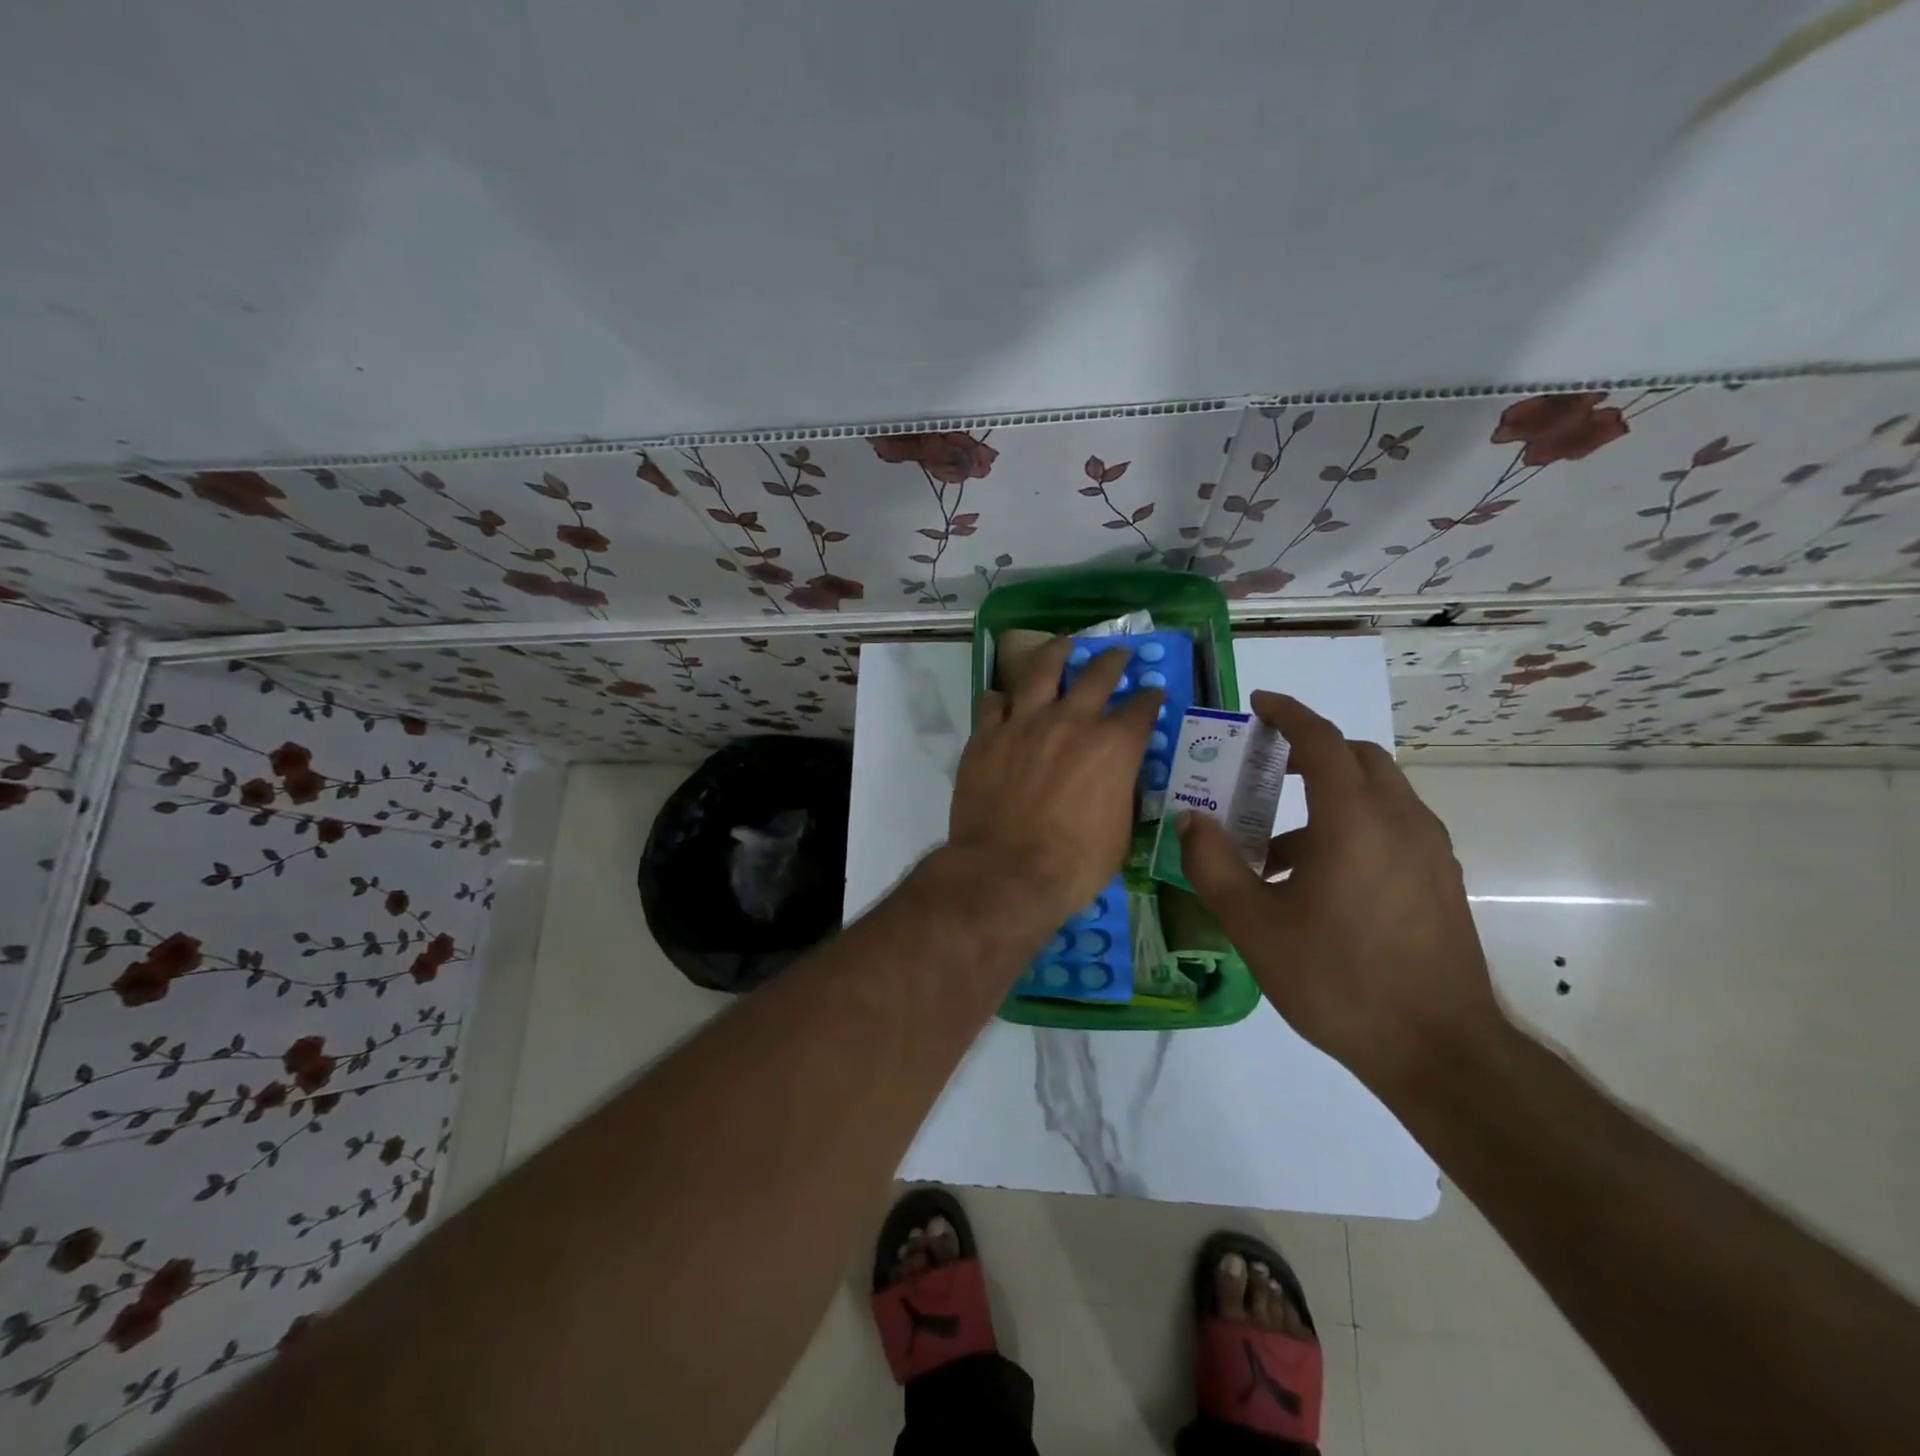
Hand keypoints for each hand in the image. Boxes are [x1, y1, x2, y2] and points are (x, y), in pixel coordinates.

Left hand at [947, 635, 1161, 933]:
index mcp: (1112, 746)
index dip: (1150, 699)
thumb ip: (1120, 792)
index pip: (1141, 709)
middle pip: (1096, 675)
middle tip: (1116, 653)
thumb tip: (1117, 778)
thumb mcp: (1119, 832)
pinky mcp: (986, 736)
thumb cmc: (1073, 864)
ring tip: (1062, 645)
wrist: (1005, 872)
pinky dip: (1002, 698)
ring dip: (1056, 654)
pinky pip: (992, 702)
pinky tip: (1004, 700)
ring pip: (1041, 671)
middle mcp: (1070, 722)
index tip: (1152, 694)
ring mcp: (1024, 724)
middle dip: (1112, 660)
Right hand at [1175, 691, 1502, 1093]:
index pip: (1321, 741)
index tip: (1259, 703)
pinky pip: (1394, 825)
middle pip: (1358, 757)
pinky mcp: (1441, 879)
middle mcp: (1400, 820)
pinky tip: (1321, 877)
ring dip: (1331, 791)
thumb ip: (1214, 864)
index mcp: (1354, 820)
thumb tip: (1190, 819)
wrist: (1439, 1048)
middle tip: (1267, 766)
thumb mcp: (1254, 925)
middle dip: (1312, 749)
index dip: (1288, 714)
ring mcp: (1429, 850)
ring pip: (1380, 792)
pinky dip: (1355, 822)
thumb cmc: (1337, 979)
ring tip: (1280, 840)